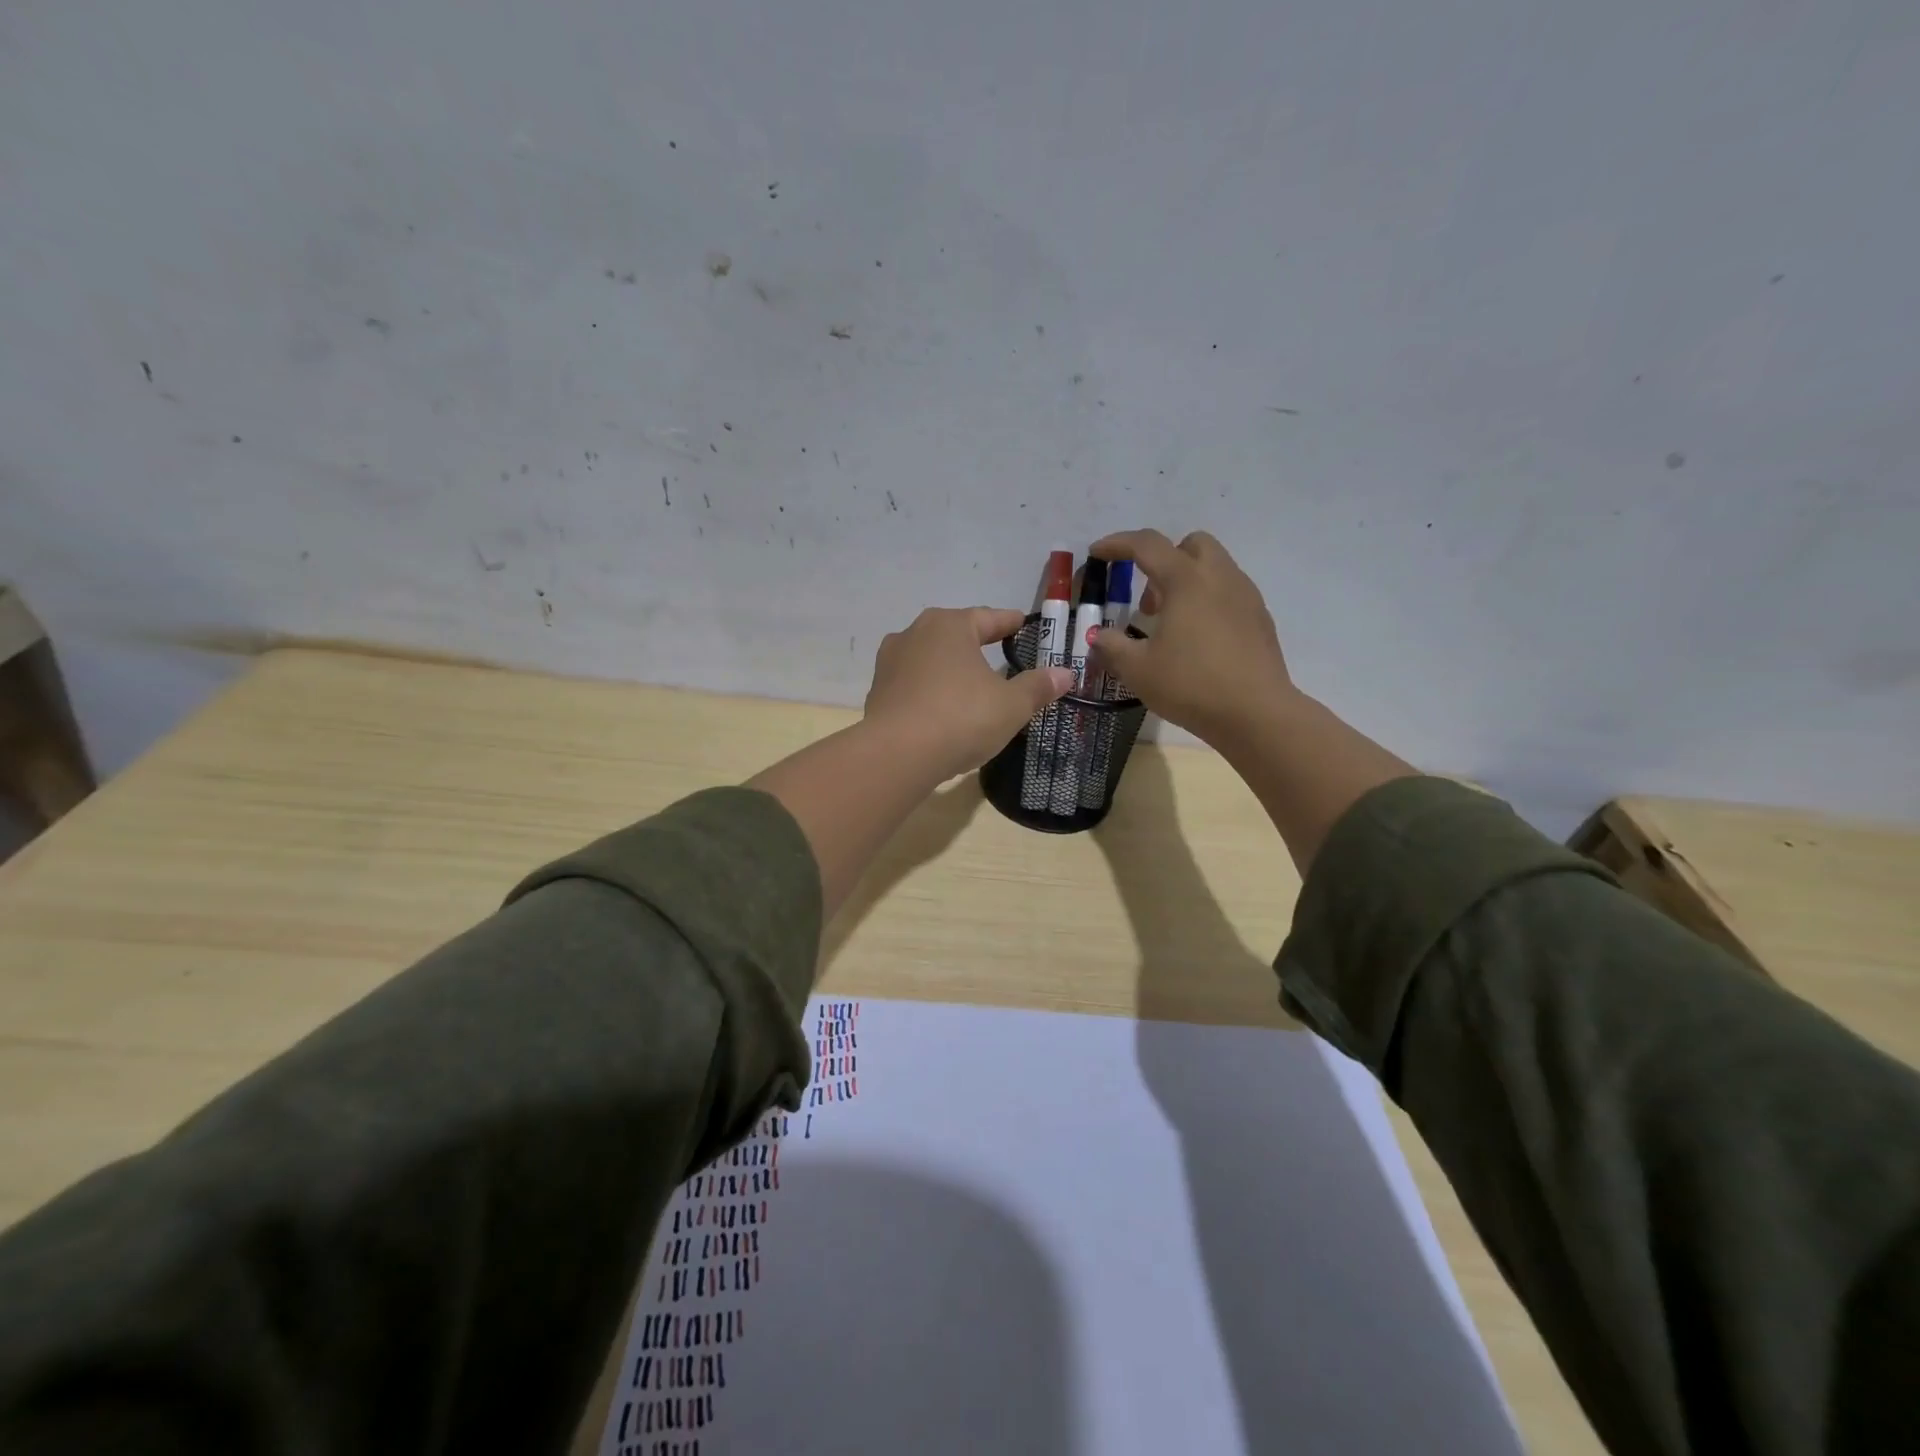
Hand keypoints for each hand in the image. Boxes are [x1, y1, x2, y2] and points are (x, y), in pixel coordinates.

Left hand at [863, 607, 1073, 782]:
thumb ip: (1037, 687)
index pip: (987, 618)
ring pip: (929, 659)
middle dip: (975, 642)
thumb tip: (1065, 674)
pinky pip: (913, 685)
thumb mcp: (1011, 706)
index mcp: (949, 626)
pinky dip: (930, 691)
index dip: (1008, 622)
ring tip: (968, 681)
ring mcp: (890, 663)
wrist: (896, 755)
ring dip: (949, 667)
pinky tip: (941, 708)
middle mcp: (914, 634)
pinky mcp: (877, 693)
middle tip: (997, 650)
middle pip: (954, 634)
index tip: (1021, 623)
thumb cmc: (961, 718)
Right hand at [1087, 529, 1299, 747]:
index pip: (1147, 544)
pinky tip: (1198, 639)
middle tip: (1147, 598)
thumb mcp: (1137, 669)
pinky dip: (1208, 601)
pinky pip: (1229, 593)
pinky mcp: (1261, 619)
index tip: (1097, 553)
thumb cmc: (1191, 685)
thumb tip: (1099, 636)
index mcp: (1186, 580)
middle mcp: (1219, 576)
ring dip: (1186, 581)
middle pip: (1190, 544)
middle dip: (1163, 559)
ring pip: (1214, 567)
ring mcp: (1246, 596)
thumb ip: (1112, 646)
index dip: (1117, 543)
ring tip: (1170, 623)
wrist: (1256, 714)